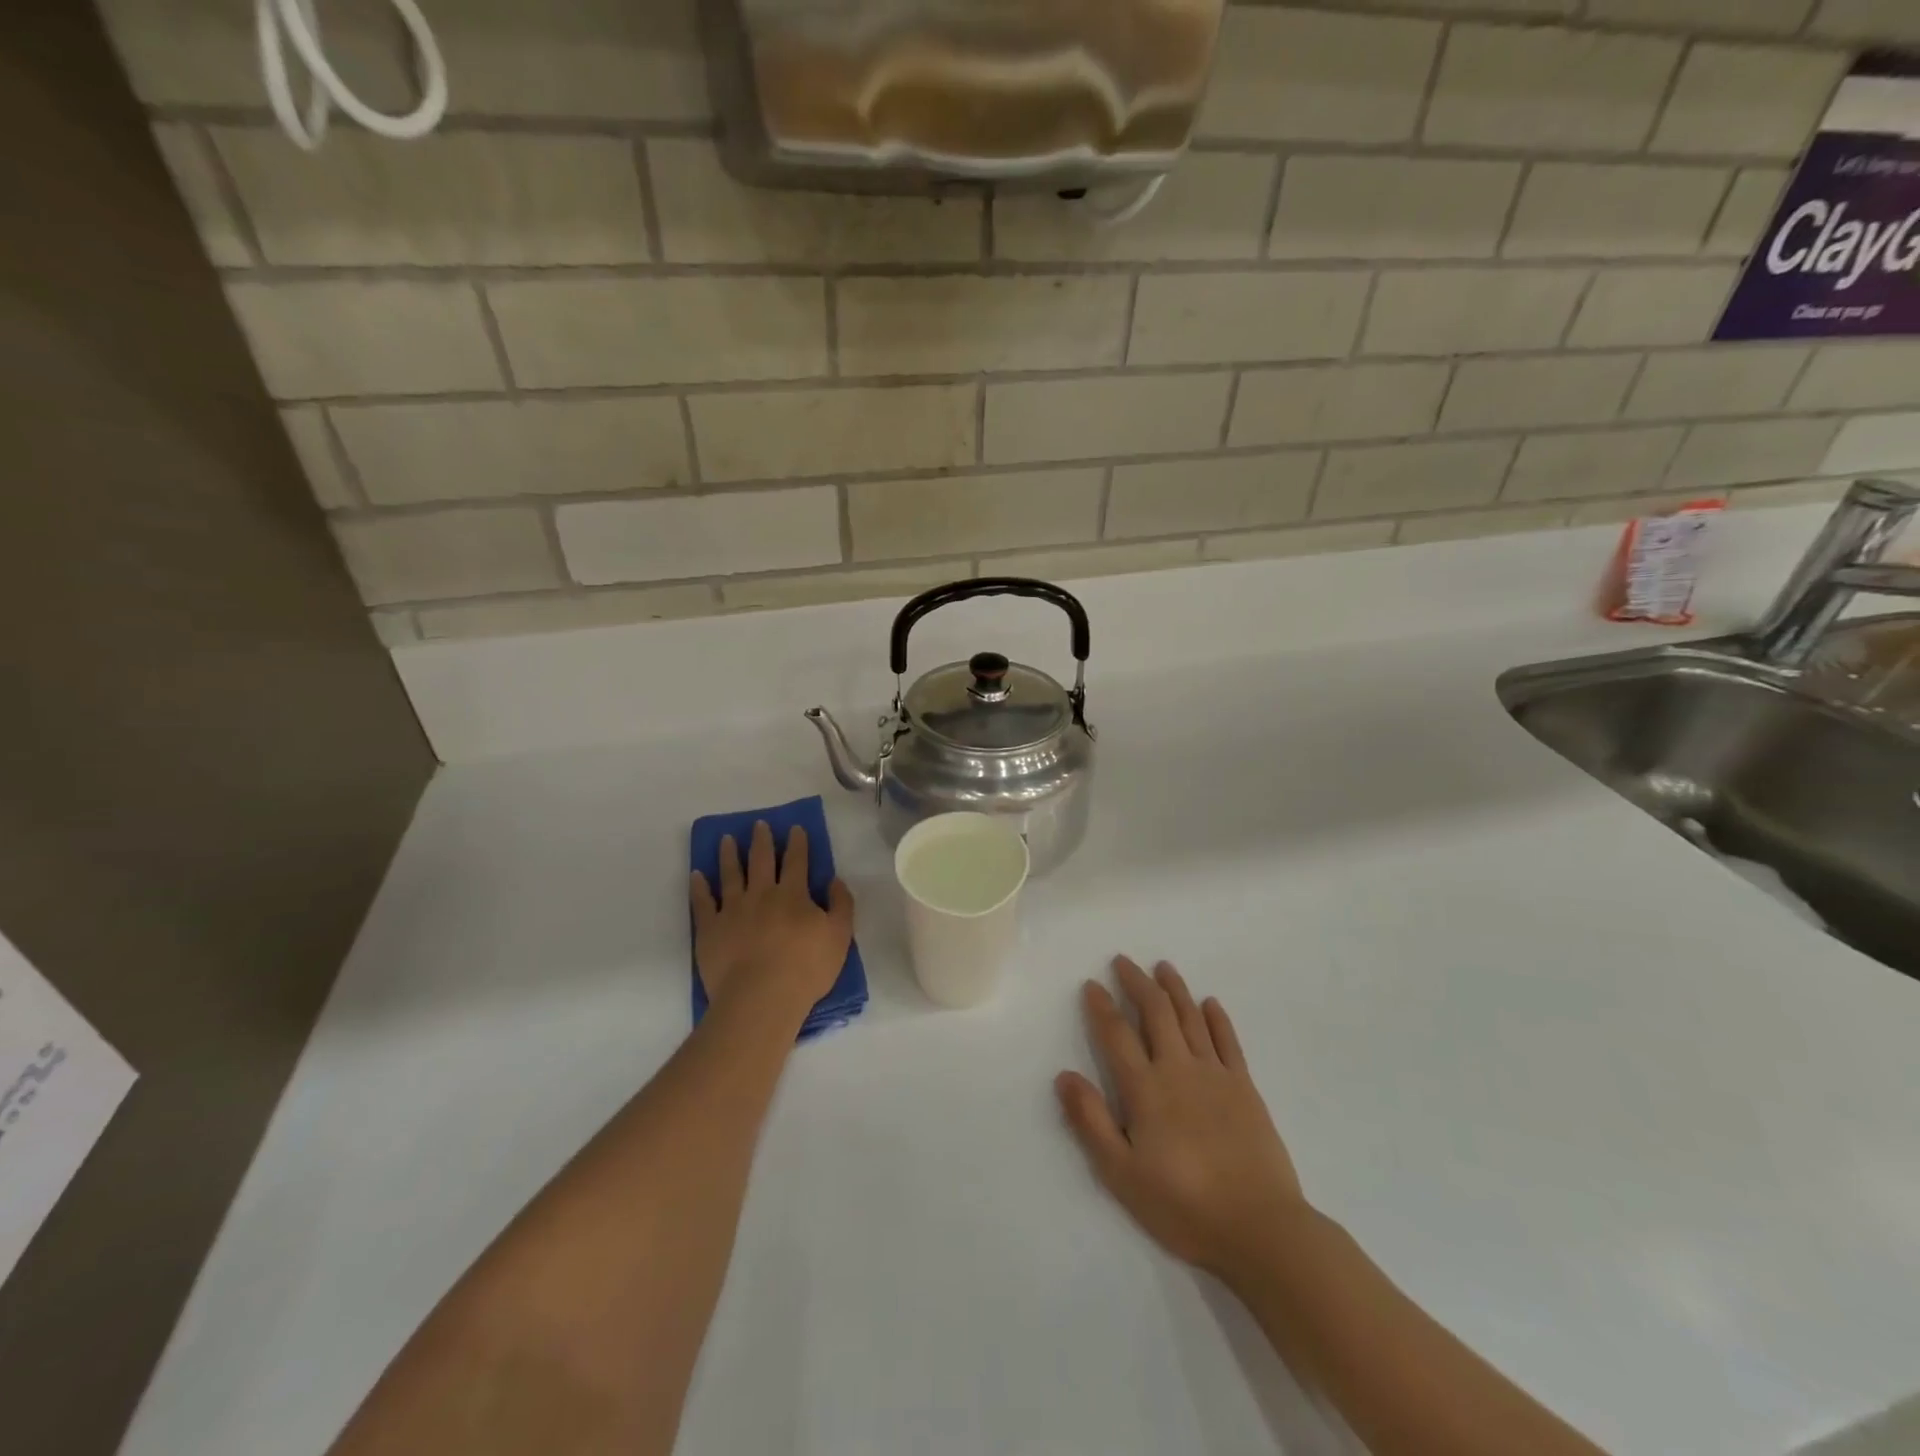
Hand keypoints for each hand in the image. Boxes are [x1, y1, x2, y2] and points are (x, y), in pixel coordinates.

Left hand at [690, 821, 853, 1024]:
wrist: (761, 998)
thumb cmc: (806, 968)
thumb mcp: (840, 936)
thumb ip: (841, 905)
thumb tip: (835, 880)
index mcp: (793, 894)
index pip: (797, 861)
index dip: (797, 843)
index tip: (795, 827)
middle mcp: (761, 894)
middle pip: (761, 860)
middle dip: (762, 840)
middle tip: (758, 824)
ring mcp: (732, 910)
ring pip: (730, 874)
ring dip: (729, 855)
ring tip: (726, 839)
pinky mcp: (710, 929)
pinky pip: (702, 902)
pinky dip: (699, 887)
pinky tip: (697, 875)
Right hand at [1056, 956, 1308, 1278]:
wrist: (1260, 1228)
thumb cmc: (1183, 1206)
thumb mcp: (1122, 1174)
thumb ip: (1091, 1122)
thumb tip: (1064, 1075)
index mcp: (1145, 1089)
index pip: (1116, 1035)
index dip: (1101, 1006)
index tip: (1092, 984)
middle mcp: (1178, 1069)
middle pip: (1155, 1013)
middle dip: (1137, 983)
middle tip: (1124, 961)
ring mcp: (1215, 1075)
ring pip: (1191, 1017)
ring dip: (1174, 989)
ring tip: (1163, 967)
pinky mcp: (1245, 1088)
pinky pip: (1228, 1041)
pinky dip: (1217, 1018)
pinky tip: (1210, 1003)